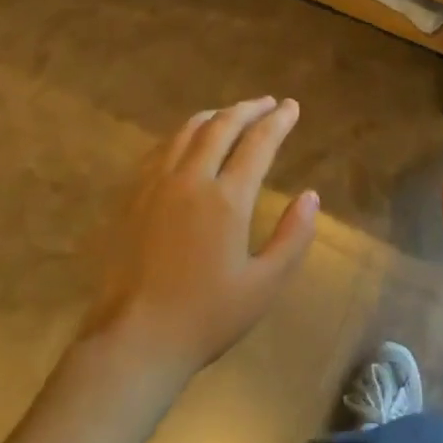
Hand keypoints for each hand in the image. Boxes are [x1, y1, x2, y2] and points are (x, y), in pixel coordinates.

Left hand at [83, 97, 318, 380]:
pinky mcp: (132, 196)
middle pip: (221, 126)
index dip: (278, 121)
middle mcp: (190, 179)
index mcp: (226, 199)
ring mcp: (155, 184)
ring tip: (230, 114)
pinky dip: (183, 135)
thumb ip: (293, 237)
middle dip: (248, 109)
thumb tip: (310, 196)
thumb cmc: (206, 317)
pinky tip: (187, 142)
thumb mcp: (264, 285)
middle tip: (267, 103)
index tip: (291, 107)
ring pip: (187, 132)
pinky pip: (161, 149)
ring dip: (214, 116)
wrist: (135, 338)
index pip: (258, 144)